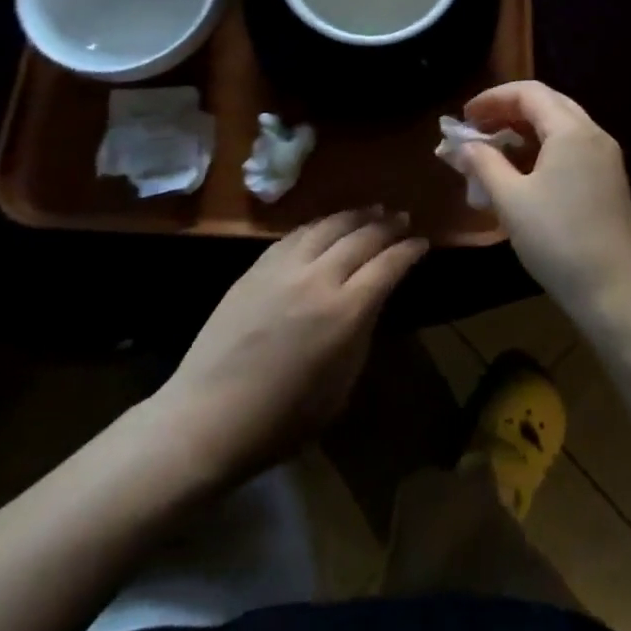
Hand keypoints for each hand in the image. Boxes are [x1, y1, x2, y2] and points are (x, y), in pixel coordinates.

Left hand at [157, 209, 427, 485]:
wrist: (208, 416)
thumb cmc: (281, 420)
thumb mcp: (340, 389)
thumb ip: (360, 336)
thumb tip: (370, 303)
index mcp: (345, 313)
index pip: (387, 265)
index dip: (409, 251)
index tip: (423, 242)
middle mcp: (318, 278)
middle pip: (361, 237)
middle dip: (387, 225)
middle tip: (403, 219)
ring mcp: (284, 267)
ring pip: (328, 225)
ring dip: (355, 215)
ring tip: (373, 210)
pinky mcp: (258, 266)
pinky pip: (297, 233)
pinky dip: (320, 224)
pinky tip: (328, 224)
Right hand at [461, 81, 630, 319]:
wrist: (615, 293)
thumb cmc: (558, 240)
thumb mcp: (510, 200)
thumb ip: (483, 164)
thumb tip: (462, 146)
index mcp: (572, 131)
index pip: (529, 93)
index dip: (492, 98)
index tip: (464, 117)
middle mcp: (594, 135)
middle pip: (547, 103)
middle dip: (508, 110)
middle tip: (477, 128)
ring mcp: (606, 158)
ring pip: (560, 126)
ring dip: (524, 130)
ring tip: (493, 149)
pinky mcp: (609, 181)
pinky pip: (571, 147)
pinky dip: (542, 148)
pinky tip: (522, 171)